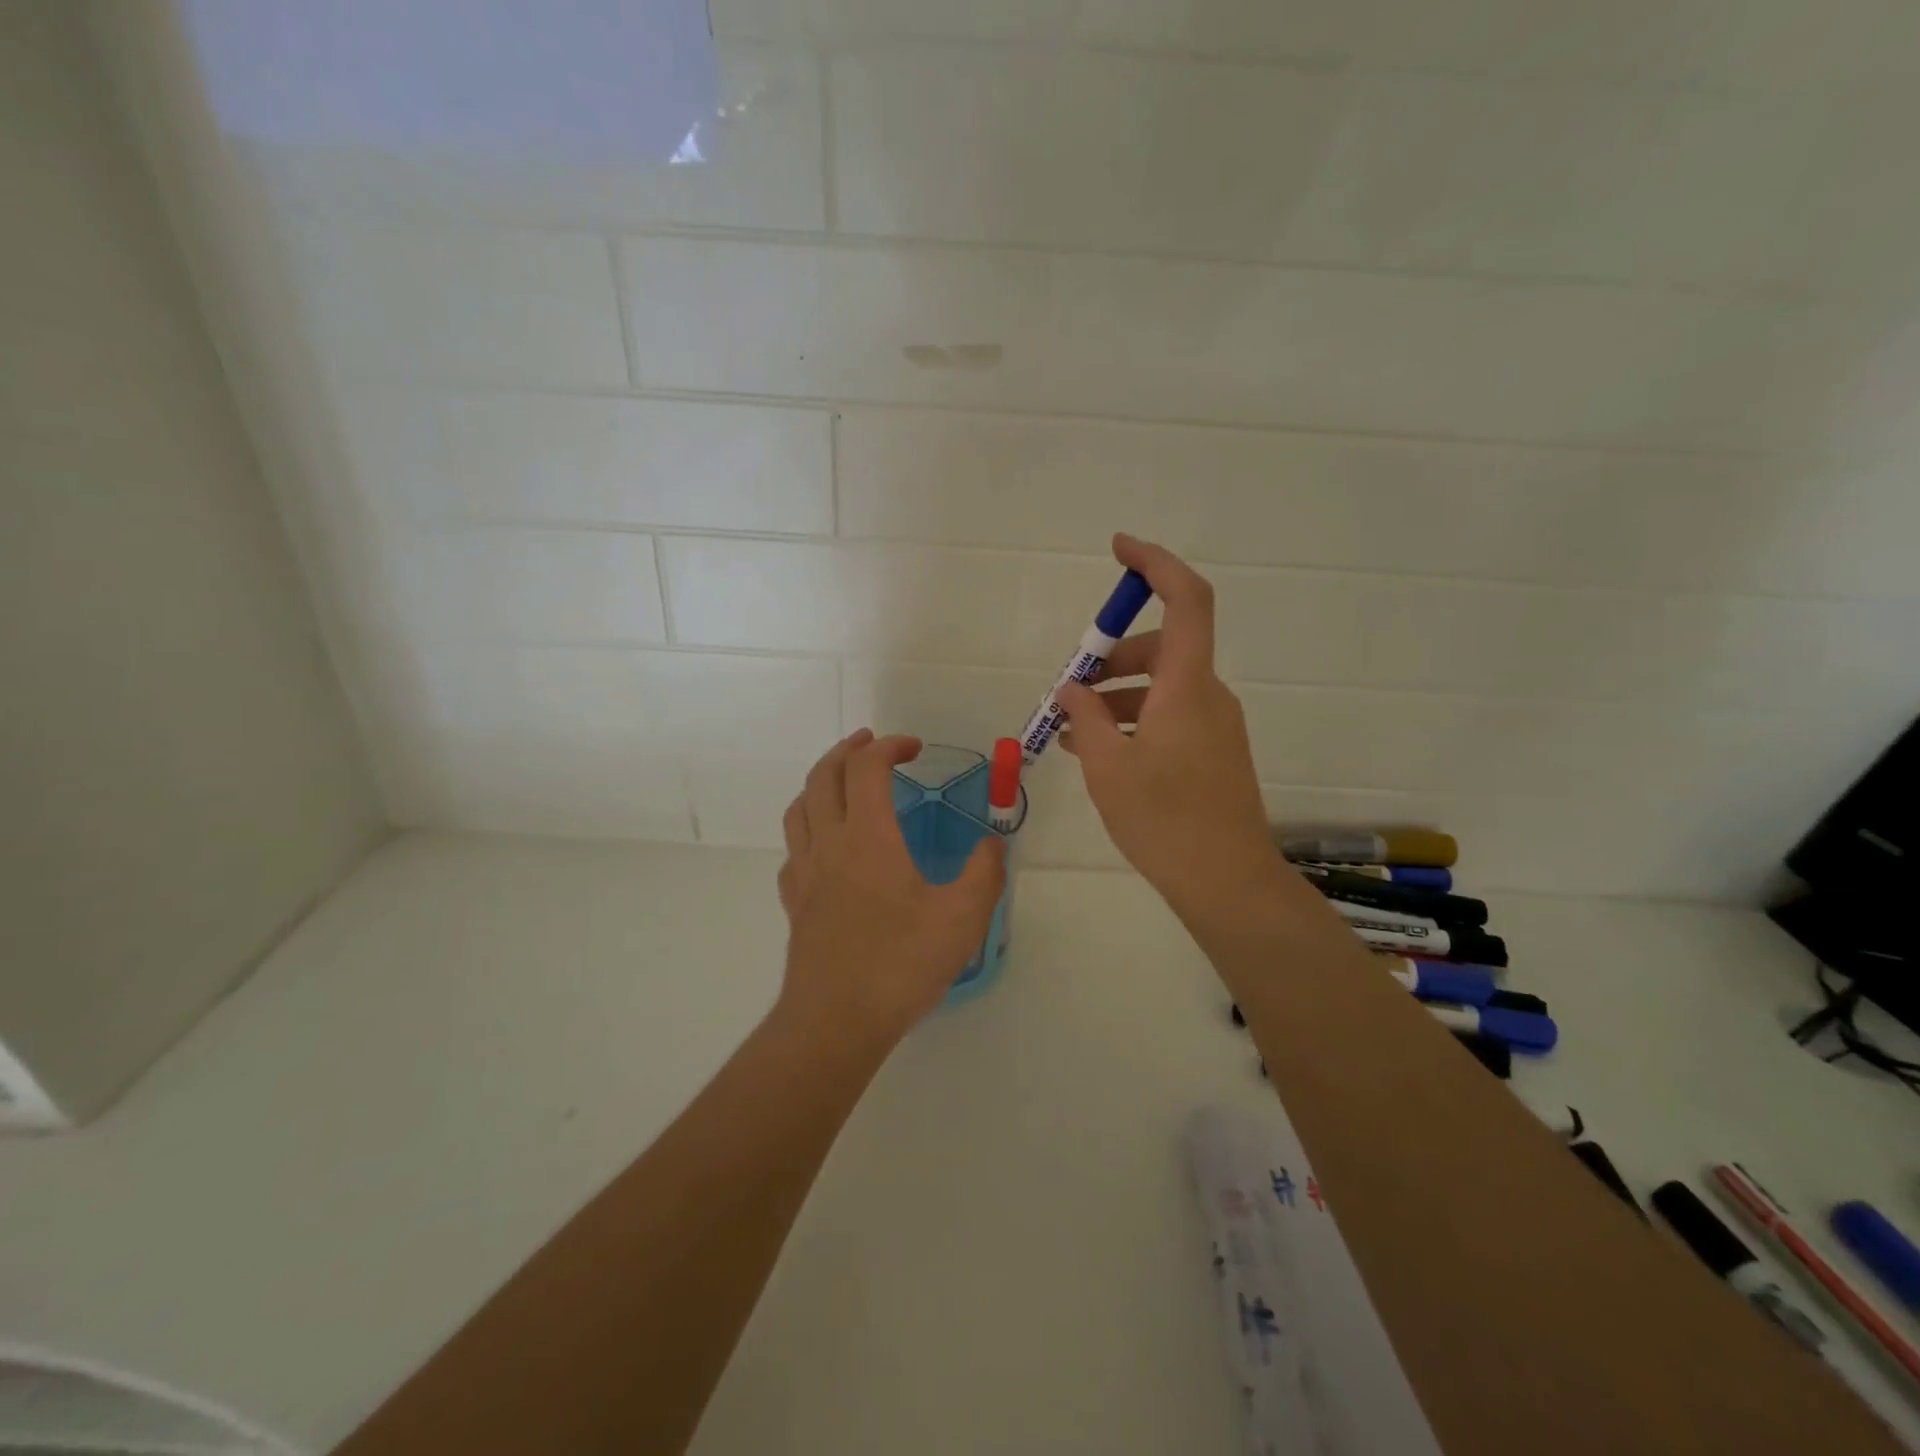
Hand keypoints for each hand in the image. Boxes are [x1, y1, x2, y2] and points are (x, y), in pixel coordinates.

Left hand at [777, 730, 1006, 1045]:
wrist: (836, 1020)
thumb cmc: (900, 964)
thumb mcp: (962, 918)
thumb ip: (984, 873)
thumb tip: (992, 844)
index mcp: (868, 836)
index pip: (867, 768)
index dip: (888, 746)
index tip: (913, 748)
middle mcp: (829, 843)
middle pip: (823, 775)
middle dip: (848, 750)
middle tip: (872, 744)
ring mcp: (804, 872)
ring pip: (800, 807)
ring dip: (821, 781)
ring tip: (843, 781)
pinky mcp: (794, 902)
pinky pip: (793, 848)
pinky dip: (809, 827)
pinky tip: (825, 845)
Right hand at [1058, 534, 1285, 920]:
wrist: (1227, 882)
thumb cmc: (1164, 820)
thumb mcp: (1109, 767)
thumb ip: (1087, 718)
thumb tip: (1072, 689)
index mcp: (1187, 686)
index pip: (1186, 599)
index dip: (1155, 564)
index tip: (1119, 549)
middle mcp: (1208, 695)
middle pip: (1161, 648)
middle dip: (1110, 657)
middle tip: (1067, 689)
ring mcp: (1215, 724)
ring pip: (1161, 686)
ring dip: (1116, 696)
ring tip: (1071, 732)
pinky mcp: (1214, 751)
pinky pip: (1170, 716)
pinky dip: (1134, 720)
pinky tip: (1100, 751)